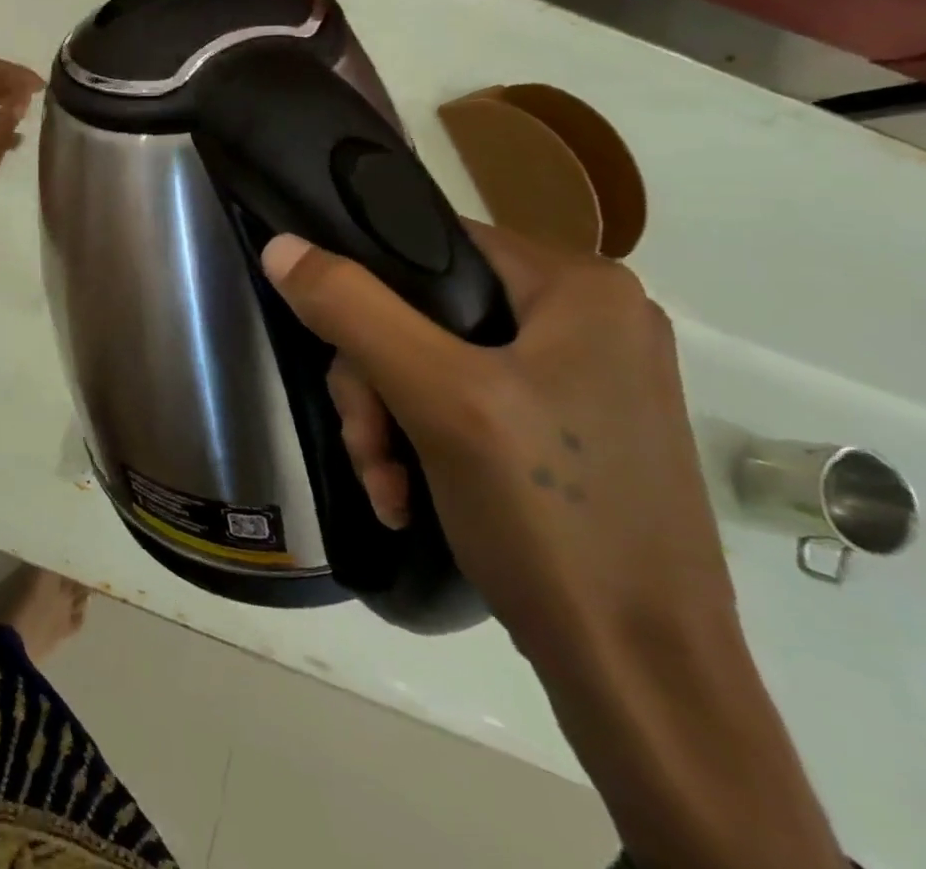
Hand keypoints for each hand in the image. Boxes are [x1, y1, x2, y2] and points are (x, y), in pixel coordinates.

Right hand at [261, 225, 735, 662]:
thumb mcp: (437, 399)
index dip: (366, 285)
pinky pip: (465, 403)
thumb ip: (353, 309)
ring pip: (435, 361)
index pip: (431, 243)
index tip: (337, 351)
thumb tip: (280, 244)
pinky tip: (408, 496)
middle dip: (376, 381)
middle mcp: (589, 319)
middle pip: (426, 312)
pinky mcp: (569, 430)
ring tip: (385, 484)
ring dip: (390, 421)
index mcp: (579, 287)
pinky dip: (424, 444)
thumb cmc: (551, 519)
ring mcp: (583, 378)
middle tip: (367, 444)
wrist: (645, 682)